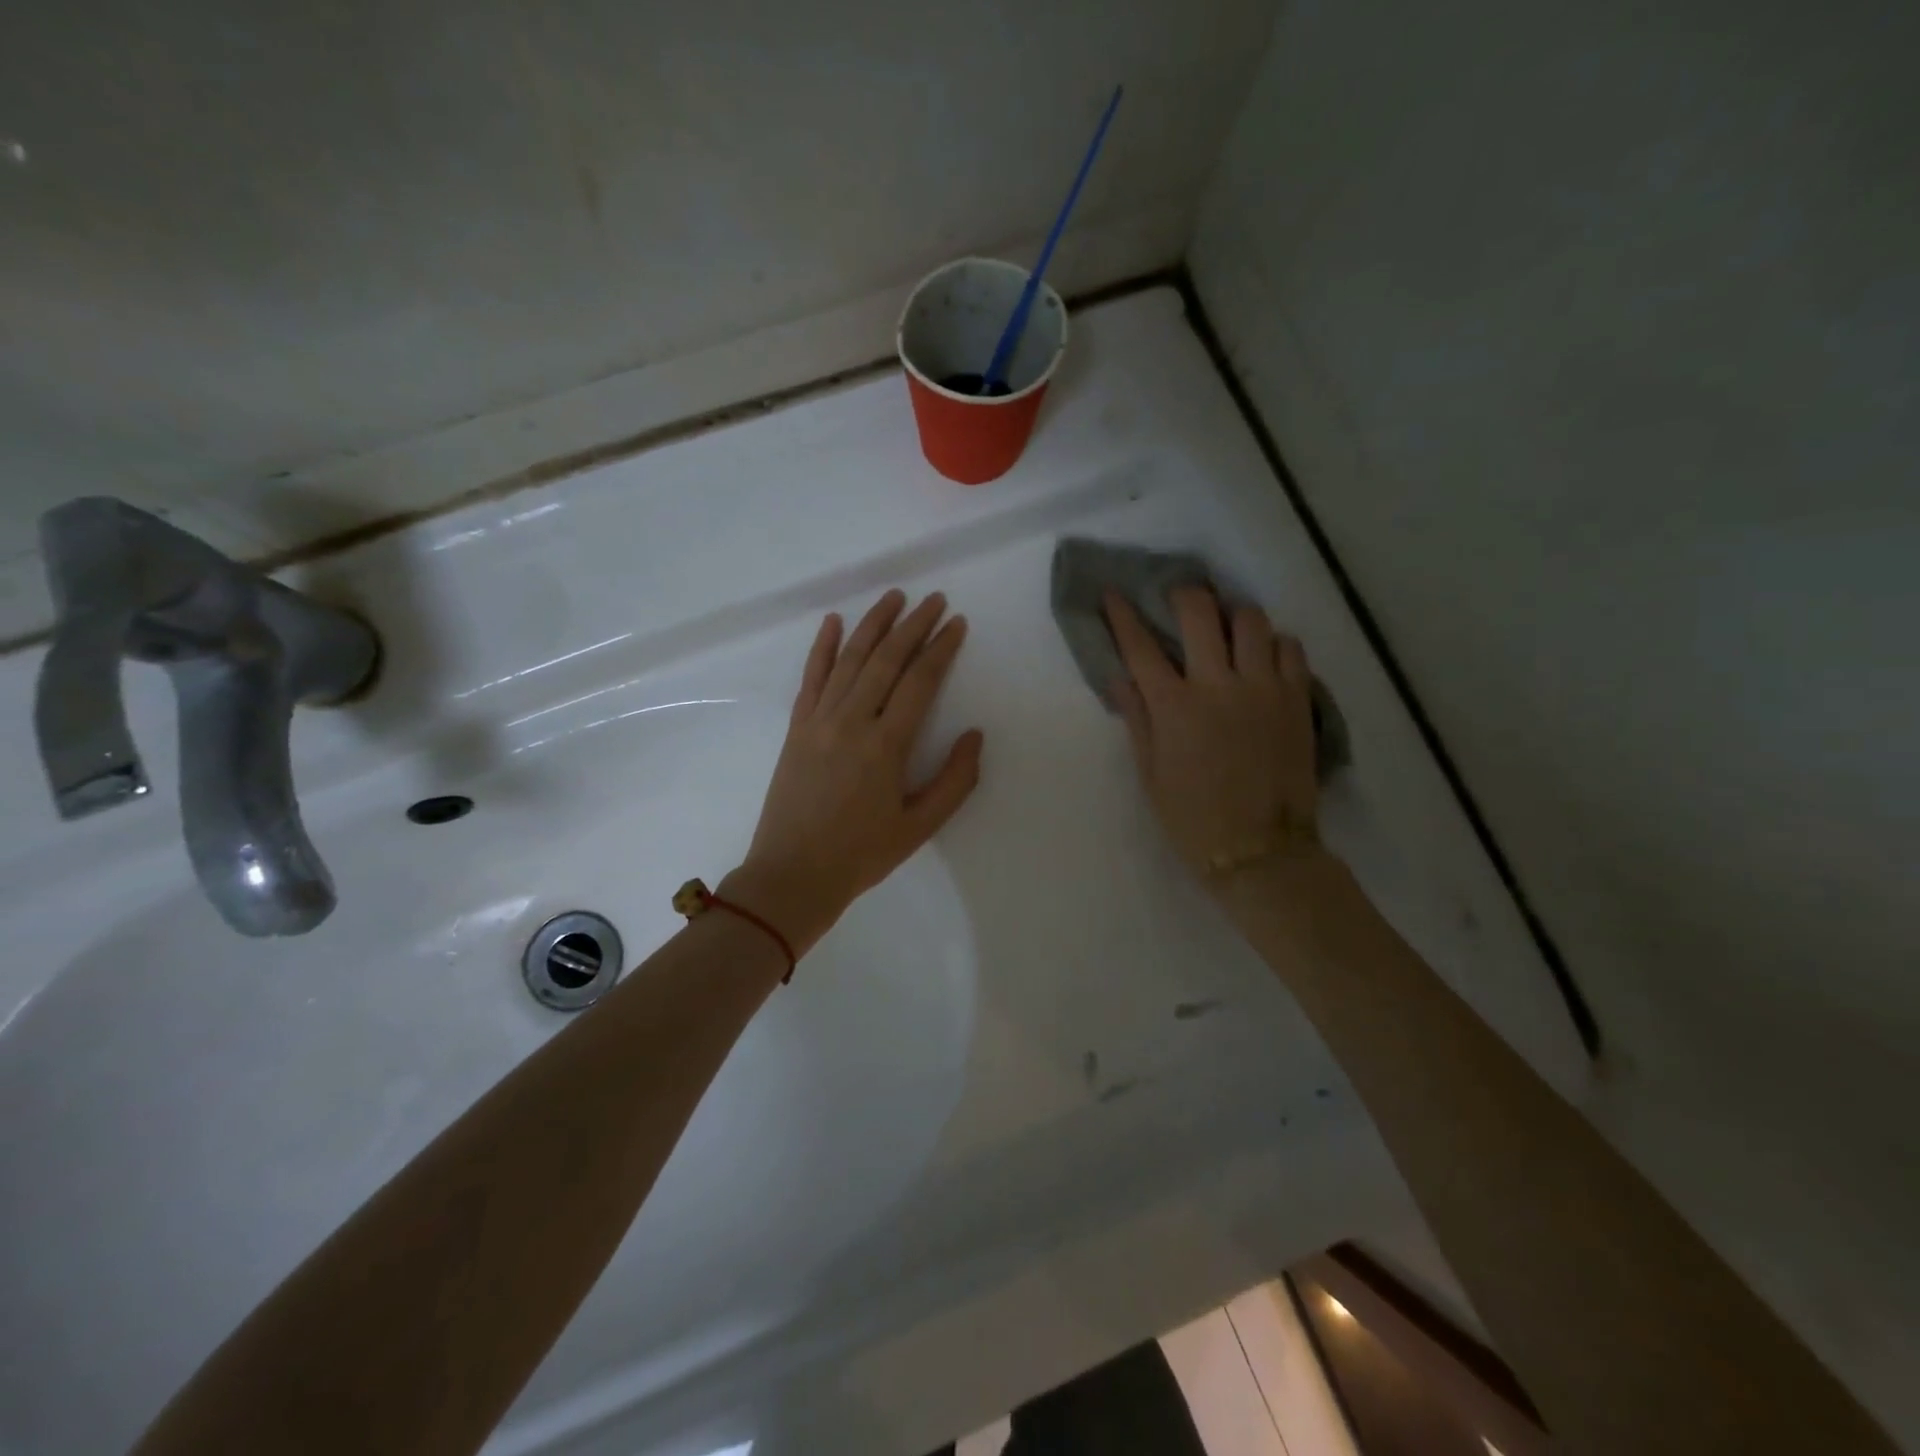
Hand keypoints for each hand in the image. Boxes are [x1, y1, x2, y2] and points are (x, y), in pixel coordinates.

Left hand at [728, 590, 983, 956]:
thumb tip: (974, 736)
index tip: (957, 623)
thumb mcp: (920, 827)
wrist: (792, 875)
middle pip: (887, 660)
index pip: (920, 681)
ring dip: (874, 624)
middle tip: (935, 600)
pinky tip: (834, 623)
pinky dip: (823, 648)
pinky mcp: (797, 728)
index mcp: (886, 745)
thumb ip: (954, 780)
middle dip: (913, 625)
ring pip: (850, 659)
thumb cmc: (861, 855)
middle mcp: (852, 721)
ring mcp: (819, 721)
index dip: (941, 648)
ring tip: (894, 597)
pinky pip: (811, 678)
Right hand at [1104, 587, 1320, 883]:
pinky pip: (1291, 647)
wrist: (1260, 850)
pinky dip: (1274, 643)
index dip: (1123, 615)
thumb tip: (1120, 678)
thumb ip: (1137, 719)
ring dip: (1232, 615)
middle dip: (1183, 595)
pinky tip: (1264, 656)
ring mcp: (1263, 688)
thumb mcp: (1150, 774)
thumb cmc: (1193, 817)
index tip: (1114, 594)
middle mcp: (1218, 684)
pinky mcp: (1298, 698)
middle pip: (1199, 612)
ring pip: (1251, 620)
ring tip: (1227, 627)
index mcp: (1174, 706)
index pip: (1140, 647)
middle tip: (1179, 600)